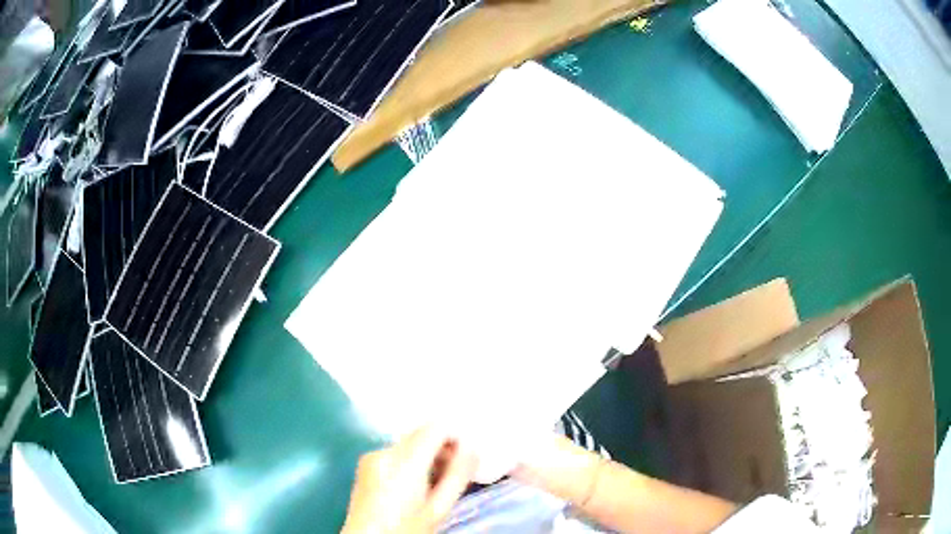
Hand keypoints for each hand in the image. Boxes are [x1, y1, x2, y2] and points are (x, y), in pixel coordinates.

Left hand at [342, 427, 477, 533]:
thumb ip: (457, 476)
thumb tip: (473, 448)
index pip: (436, 427)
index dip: (455, 437)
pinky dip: (409, 462)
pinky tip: (412, 487)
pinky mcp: (365, 464)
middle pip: (421, 433)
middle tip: (451, 476)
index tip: (464, 459)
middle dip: (441, 448)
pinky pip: (395, 453)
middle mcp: (385, 451)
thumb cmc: (406, 529)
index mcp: (404, 461)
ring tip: (432, 485)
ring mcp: (371, 456)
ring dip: (425, 455)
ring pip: (409, 443)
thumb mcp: (438, 509)